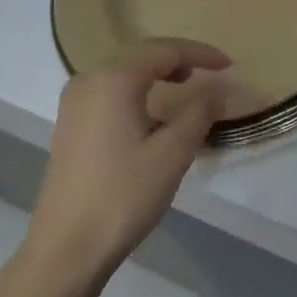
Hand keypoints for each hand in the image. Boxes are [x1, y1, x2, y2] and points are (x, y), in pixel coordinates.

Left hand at [27, 39, 230, 285]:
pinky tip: (152, 111)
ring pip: (123, 72)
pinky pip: (110, 90)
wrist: (67, 246)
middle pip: (141, 54)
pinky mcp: (70, 124)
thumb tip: (216, 88)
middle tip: (210, 71)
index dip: (200, 54)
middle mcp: (89, 80)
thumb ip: (199, 112)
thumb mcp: (173, 153)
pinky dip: (137, 90)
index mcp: (114, 79)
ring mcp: (74, 102)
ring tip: (186, 85)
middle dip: (178, 58)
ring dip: (156, 73)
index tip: (229, 65)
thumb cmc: (124, 195)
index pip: (165, 50)